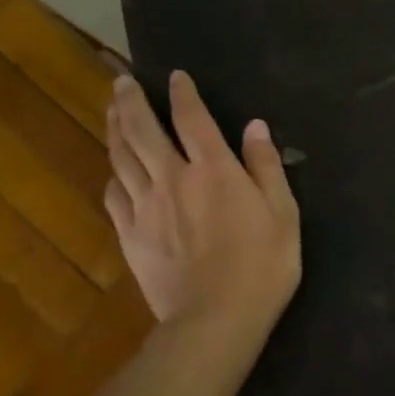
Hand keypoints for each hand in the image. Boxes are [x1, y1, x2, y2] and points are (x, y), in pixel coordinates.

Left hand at [104, 72, 300, 340]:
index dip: (182, 93)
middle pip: (142, 130)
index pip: (192, 118)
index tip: (174, 76)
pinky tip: (113, 168)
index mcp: (214, 169)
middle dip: (130, 101)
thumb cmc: (262, 266)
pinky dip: (113, 173)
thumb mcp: (283, 214)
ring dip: (115, 128)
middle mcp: (173, 178)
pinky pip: (114, 194)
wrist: (215, 320)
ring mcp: (146, 207)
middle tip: (122, 81)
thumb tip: (255, 126)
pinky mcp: (130, 234)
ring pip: (121, 157)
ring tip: (111, 109)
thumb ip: (266, 167)